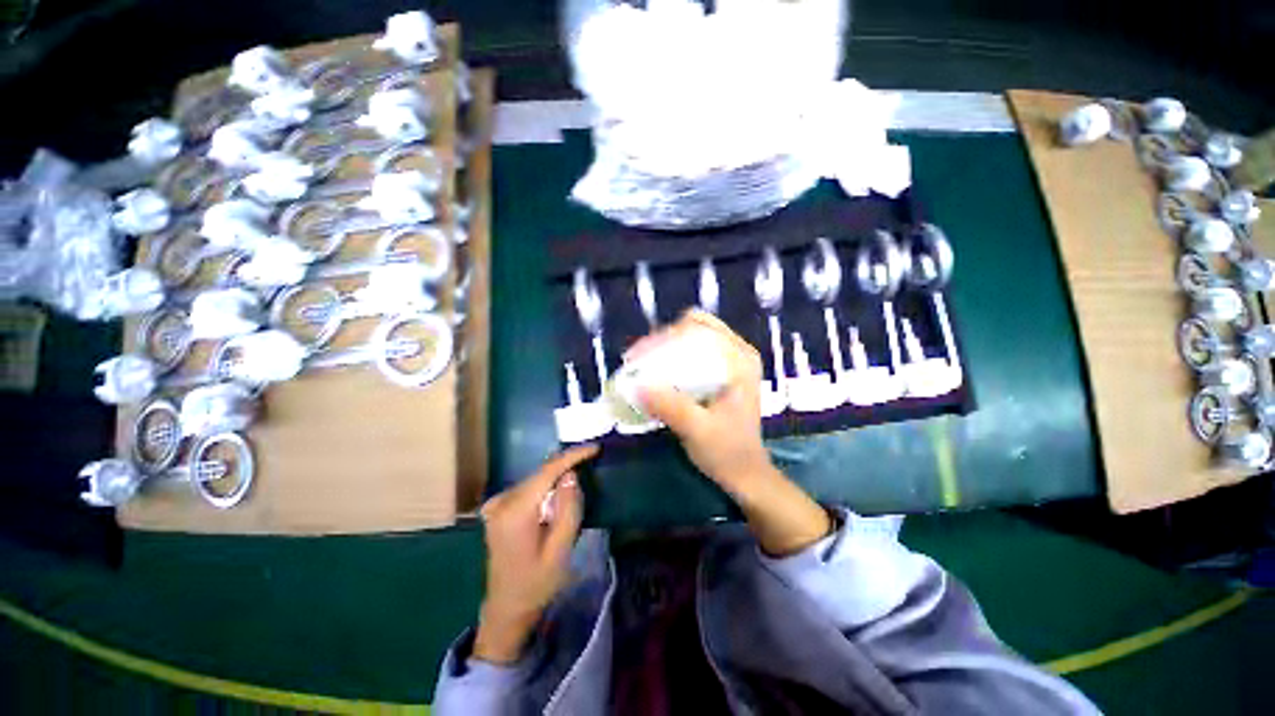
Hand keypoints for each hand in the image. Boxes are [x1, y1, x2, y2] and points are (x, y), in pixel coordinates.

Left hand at [473, 444, 597, 663]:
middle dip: (567, 464)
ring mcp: (496, 504)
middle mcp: (501, 502)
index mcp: (515, 512)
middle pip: (541, 473)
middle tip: (593, 459)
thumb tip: (571, 475)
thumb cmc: (537, 584)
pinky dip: (547, 485)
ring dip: (558, 476)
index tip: (595, 447)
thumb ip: (568, 509)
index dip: (572, 455)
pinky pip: (529, 487)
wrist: (506, 608)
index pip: (547, 471)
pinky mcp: (498, 508)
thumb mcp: (560, 550)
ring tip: (581, 474)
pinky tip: (559, 493)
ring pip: (536, 478)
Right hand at [627, 310, 771, 493]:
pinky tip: (660, 372)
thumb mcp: (696, 430)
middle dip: (664, 339)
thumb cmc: (727, 452)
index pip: (699, 327)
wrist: (746, 473)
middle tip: (640, 359)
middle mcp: (739, 352)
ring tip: (644, 364)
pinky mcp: (725, 372)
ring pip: (694, 336)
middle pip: (695, 326)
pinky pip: (697, 351)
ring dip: (668, 346)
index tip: (640, 355)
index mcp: (740, 360)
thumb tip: (637, 384)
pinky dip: (675, 356)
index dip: (665, 336)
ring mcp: (733, 361)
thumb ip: (670, 406)